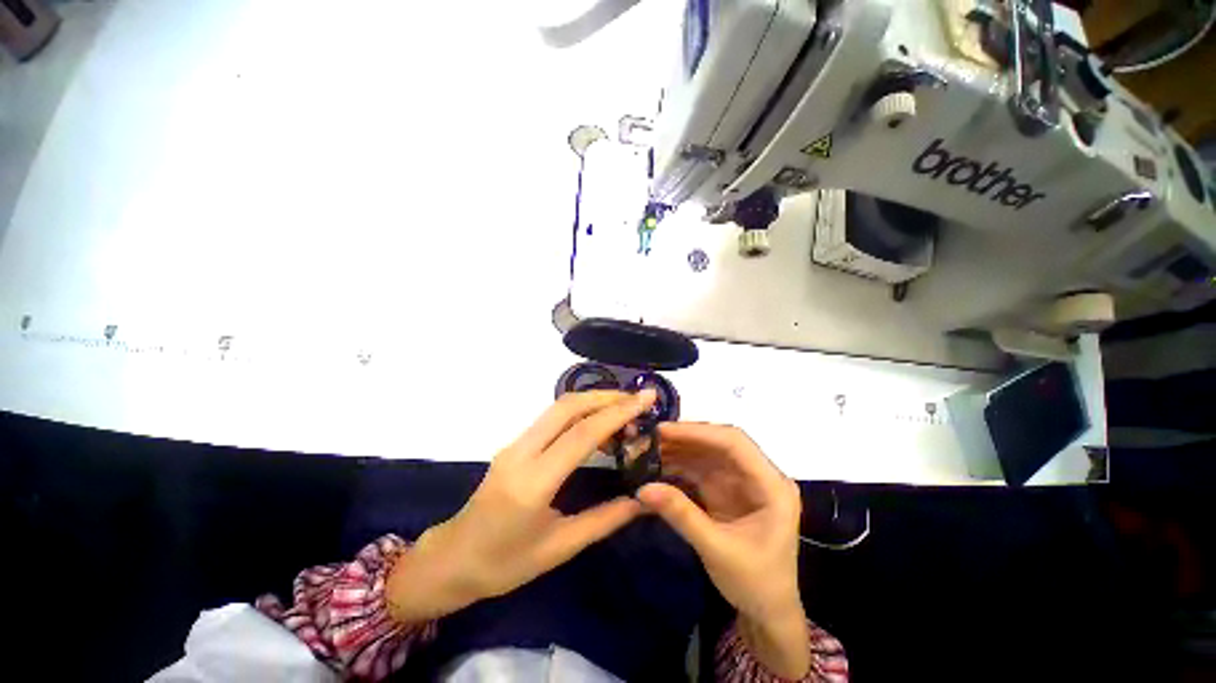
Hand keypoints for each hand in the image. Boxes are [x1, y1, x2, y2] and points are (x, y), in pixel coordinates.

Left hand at [386, 390, 656, 622]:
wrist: (452, 559)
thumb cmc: (504, 564)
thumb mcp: (560, 548)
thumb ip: (605, 519)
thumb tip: (643, 499)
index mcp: (533, 482)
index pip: (582, 434)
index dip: (618, 413)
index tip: (647, 399)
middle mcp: (521, 452)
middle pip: (568, 406)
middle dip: (606, 396)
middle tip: (638, 400)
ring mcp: (515, 444)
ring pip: (558, 407)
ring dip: (594, 401)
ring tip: (625, 410)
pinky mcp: (515, 444)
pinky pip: (551, 418)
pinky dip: (580, 412)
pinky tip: (598, 424)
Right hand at [637, 423, 809, 677]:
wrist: (767, 612)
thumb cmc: (755, 583)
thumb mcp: (717, 550)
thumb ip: (681, 515)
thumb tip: (642, 488)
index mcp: (772, 486)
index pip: (735, 443)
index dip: (698, 432)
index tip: (663, 430)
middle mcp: (759, 475)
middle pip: (720, 443)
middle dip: (685, 438)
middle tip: (651, 437)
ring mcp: (742, 481)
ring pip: (708, 453)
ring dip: (679, 449)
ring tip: (648, 448)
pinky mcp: (727, 489)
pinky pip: (701, 469)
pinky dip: (679, 465)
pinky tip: (659, 464)